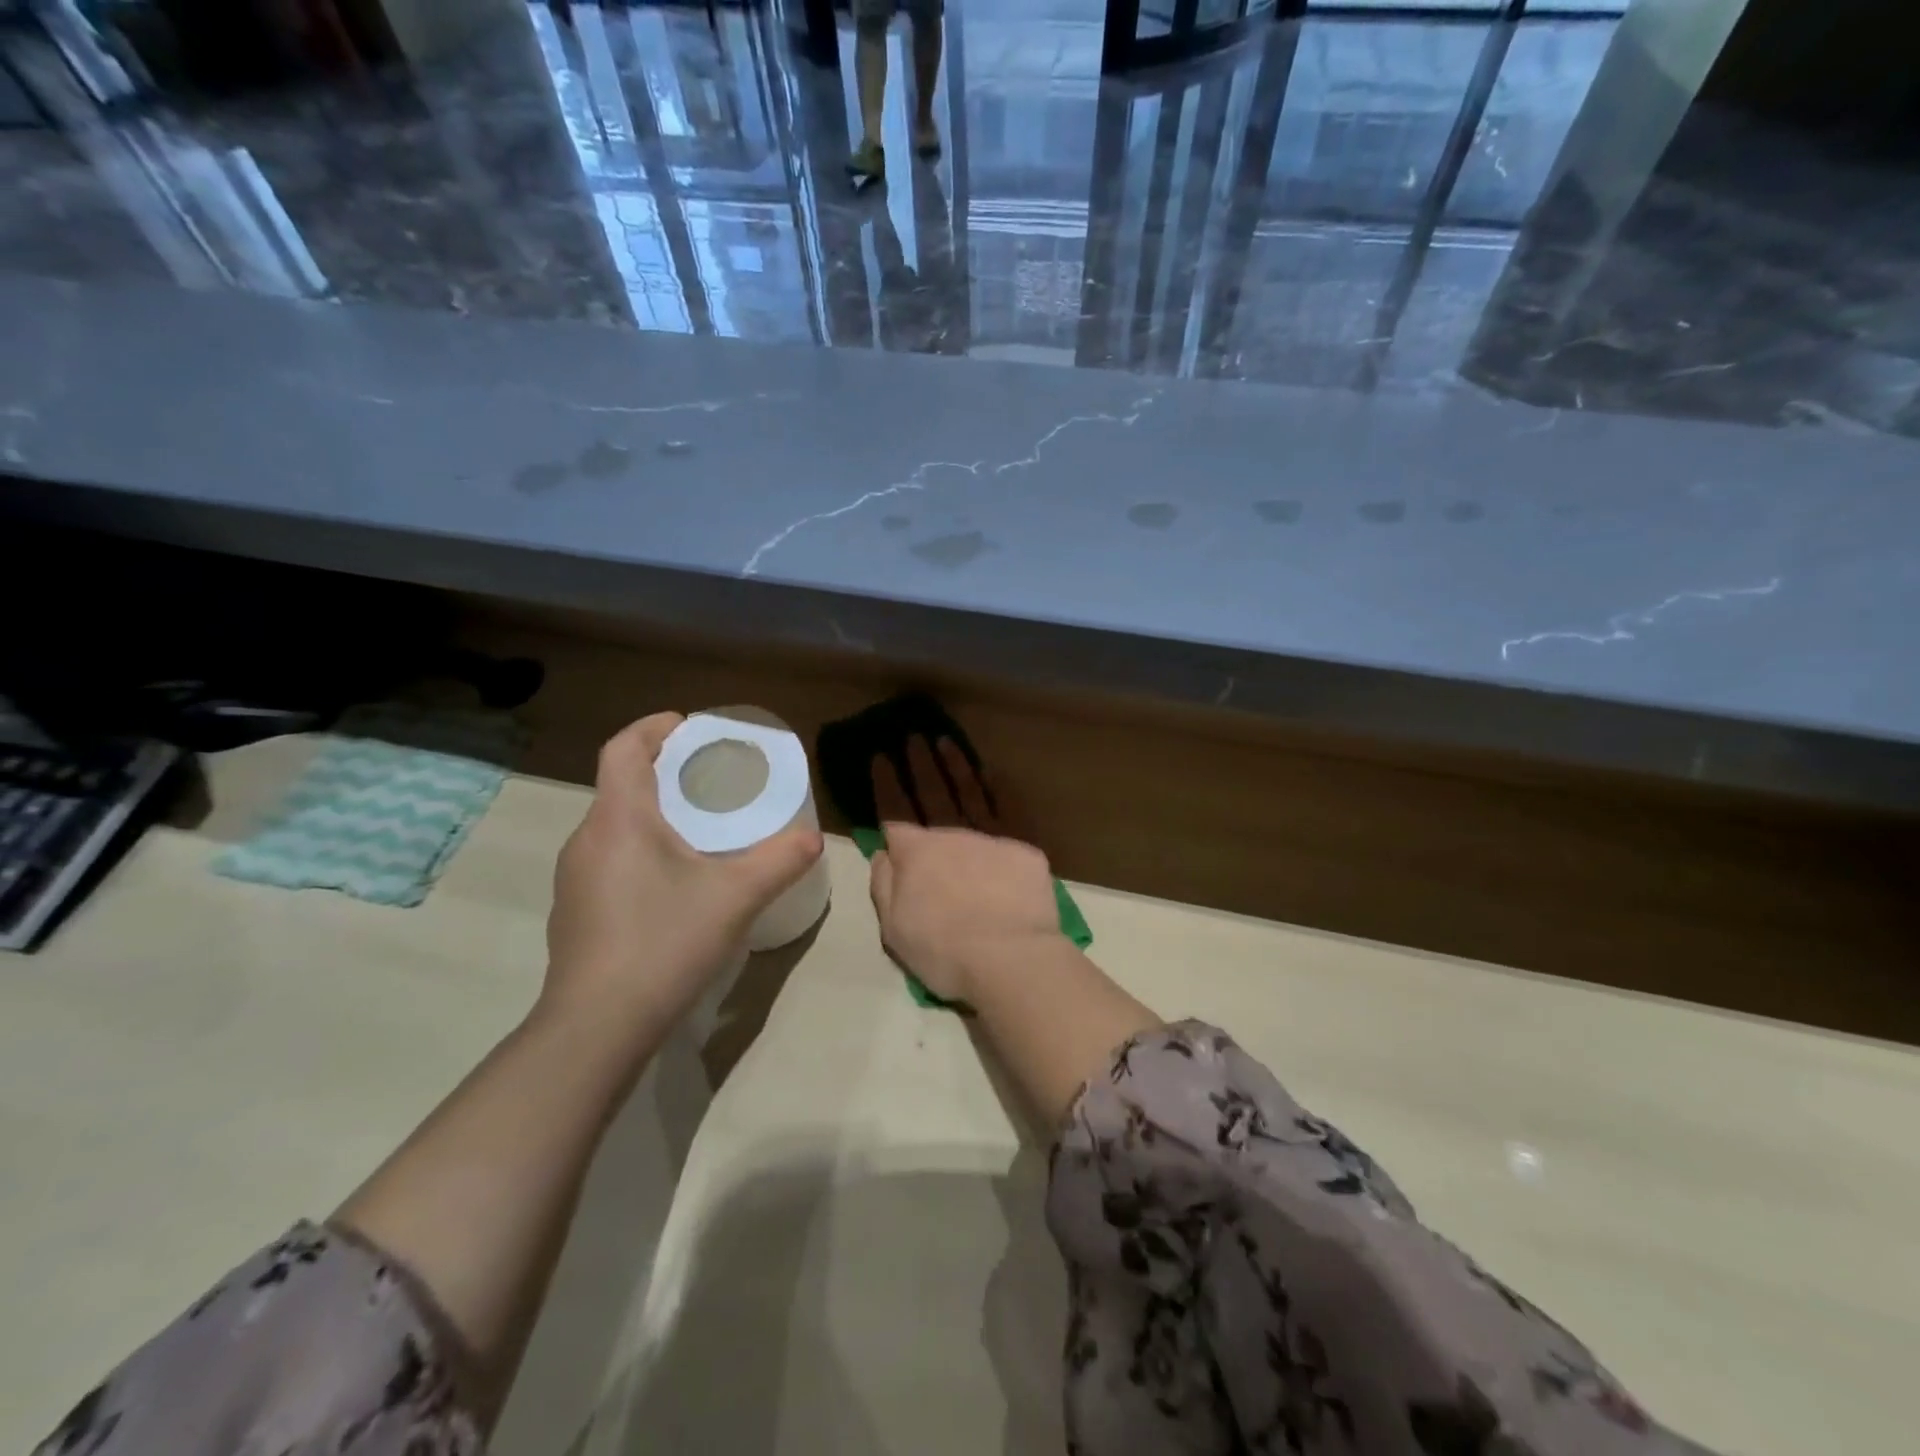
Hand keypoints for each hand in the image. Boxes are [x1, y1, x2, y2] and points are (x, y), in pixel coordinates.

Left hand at [542, 713, 822, 1044]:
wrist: (597, 1026)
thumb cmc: (665, 942)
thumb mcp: (736, 897)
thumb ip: (780, 861)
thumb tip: (814, 838)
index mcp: (619, 818)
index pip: (623, 747)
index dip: (653, 727)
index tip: (689, 726)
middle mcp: (587, 838)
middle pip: (621, 784)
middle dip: (664, 771)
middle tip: (711, 780)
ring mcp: (575, 877)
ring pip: (615, 824)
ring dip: (653, 813)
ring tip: (699, 829)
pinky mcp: (575, 910)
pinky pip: (610, 858)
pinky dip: (641, 849)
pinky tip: (674, 883)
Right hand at [868, 737, 1058, 1002]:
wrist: (1009, 957)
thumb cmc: (944, 950)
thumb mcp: (894, 927)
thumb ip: (884, 884)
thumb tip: (883, 851)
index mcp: (915, 853)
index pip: (893, 810)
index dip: (885, 783)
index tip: (880, 757)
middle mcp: (950, 834)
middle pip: (931, 793)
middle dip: (919, 764)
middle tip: (913, 737)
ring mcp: (988, 836)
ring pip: (969, 792)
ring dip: (956, 765)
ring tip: (946, 742)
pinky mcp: (1022, 846)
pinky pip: (1008, 809)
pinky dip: (999, 788)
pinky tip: (993, 772)